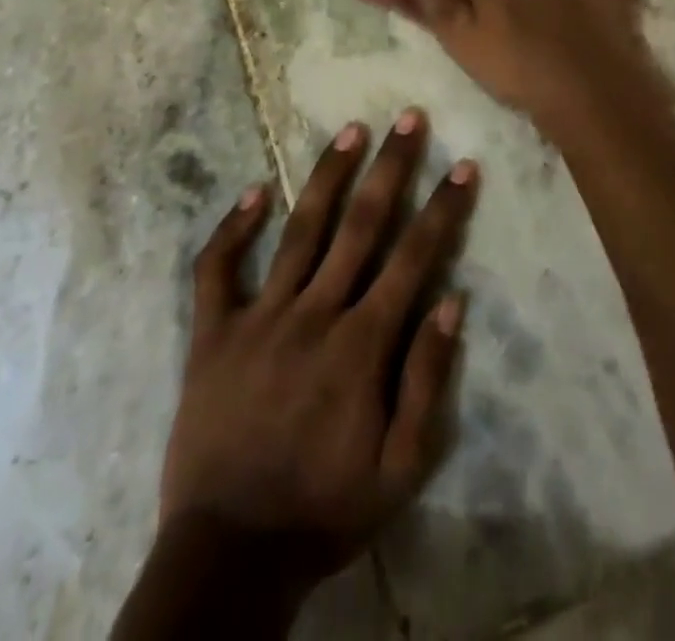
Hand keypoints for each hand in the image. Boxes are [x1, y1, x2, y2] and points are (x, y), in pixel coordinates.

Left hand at [130, 113, 477, 632]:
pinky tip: (254, 190)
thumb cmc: (324, 509)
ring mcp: (259, 319)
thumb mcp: (400, 468)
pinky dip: (233, 228)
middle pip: (361, 225)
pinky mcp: (212, 335)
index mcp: (362, 345)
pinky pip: (216, 271)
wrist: (228, 556)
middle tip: (408, 118)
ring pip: (300, 231)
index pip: (414, 257)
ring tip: (351, 131)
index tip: (463, 164)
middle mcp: (314, 314)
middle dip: (391, 168)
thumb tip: (451, 301)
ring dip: (328, 176)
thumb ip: (426, 381)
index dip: (442, 208)